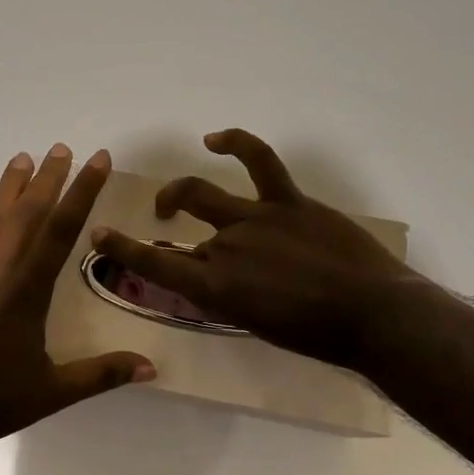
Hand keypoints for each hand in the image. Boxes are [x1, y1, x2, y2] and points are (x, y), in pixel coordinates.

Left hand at [0, 145, 152, 449]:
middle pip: (28, 212)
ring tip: (21, 158)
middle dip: (48, 178)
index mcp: (30, 286)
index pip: (64, 227)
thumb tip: (151, 369)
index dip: (83, 190)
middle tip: (60, 148)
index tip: (97, 159)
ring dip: (8, 187)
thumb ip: (101, 374)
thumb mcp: (51, 392)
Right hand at [91, 129, 419, 371]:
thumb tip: (216, 279)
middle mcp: (226, 248)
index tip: (99, 235)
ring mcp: (256, 219)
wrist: (373, 315)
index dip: (123, 249)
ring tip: (172, 197)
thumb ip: (229, 298)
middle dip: (169, 229)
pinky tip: (216, 139)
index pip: (156, 265)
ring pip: (203, 193)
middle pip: (186, 234)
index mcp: (216, 288)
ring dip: (180, 191)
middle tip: (164, 228)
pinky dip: (236, 142)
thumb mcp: (258, 325)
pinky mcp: (289, 201)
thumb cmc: (318, 336)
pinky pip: (259, 161)